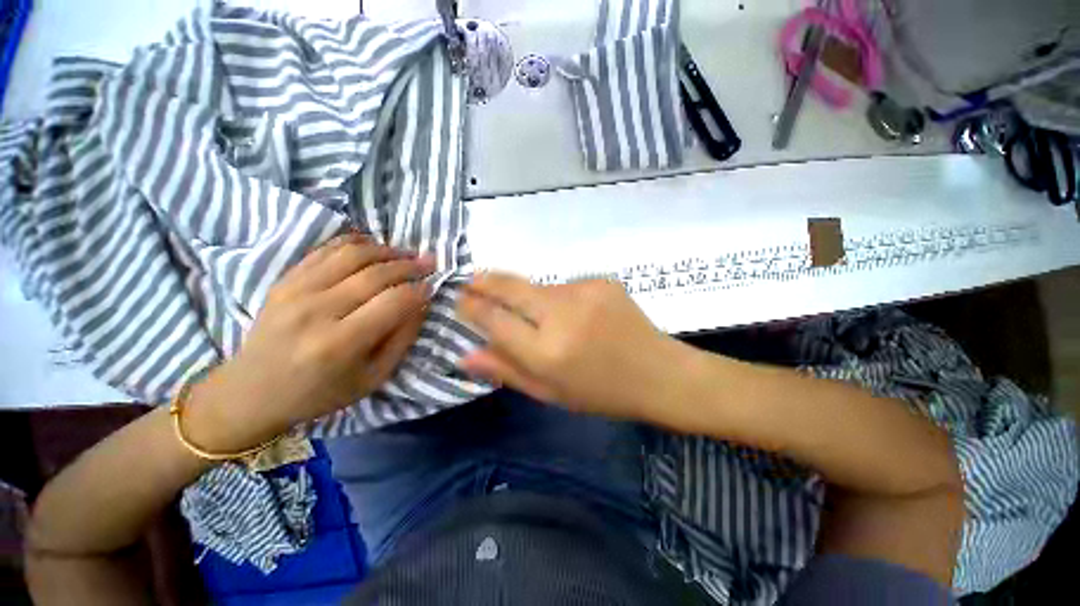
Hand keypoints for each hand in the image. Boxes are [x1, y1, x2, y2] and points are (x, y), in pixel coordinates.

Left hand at [185, 233, 433, 451]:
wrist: (252, 392)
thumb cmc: (320, 393)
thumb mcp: (373, 378)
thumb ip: (402, 339)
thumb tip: (421, 303)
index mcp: (340, 343)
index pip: (394, 302)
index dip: (419, 290)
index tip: (432, 287)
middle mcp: (317, 311)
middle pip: (376, 274)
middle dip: (410, 266)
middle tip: (429, 263)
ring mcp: (296, 291)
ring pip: (352, 254)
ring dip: (386, 250)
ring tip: (405, 254)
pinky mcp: (284, 280)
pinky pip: (325, 250)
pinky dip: (354, 242)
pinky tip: (373, 245)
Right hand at [456, 273, 689, 421]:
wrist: (659, 373)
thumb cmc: (601, 393)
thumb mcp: (549, 393)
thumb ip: (506, 371)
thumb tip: (464, 355)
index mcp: (547, 352)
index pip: (495, 320)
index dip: (472, 307)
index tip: (461, 301)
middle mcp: (562, 315)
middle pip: (510, 287)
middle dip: (485, 281)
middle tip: (471, 280)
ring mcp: (584, 292)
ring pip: (539, 287)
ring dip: (529, 297)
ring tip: (542, 318)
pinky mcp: (601, 280)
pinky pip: (565, 287)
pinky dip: (558, 299)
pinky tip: (575, 316)